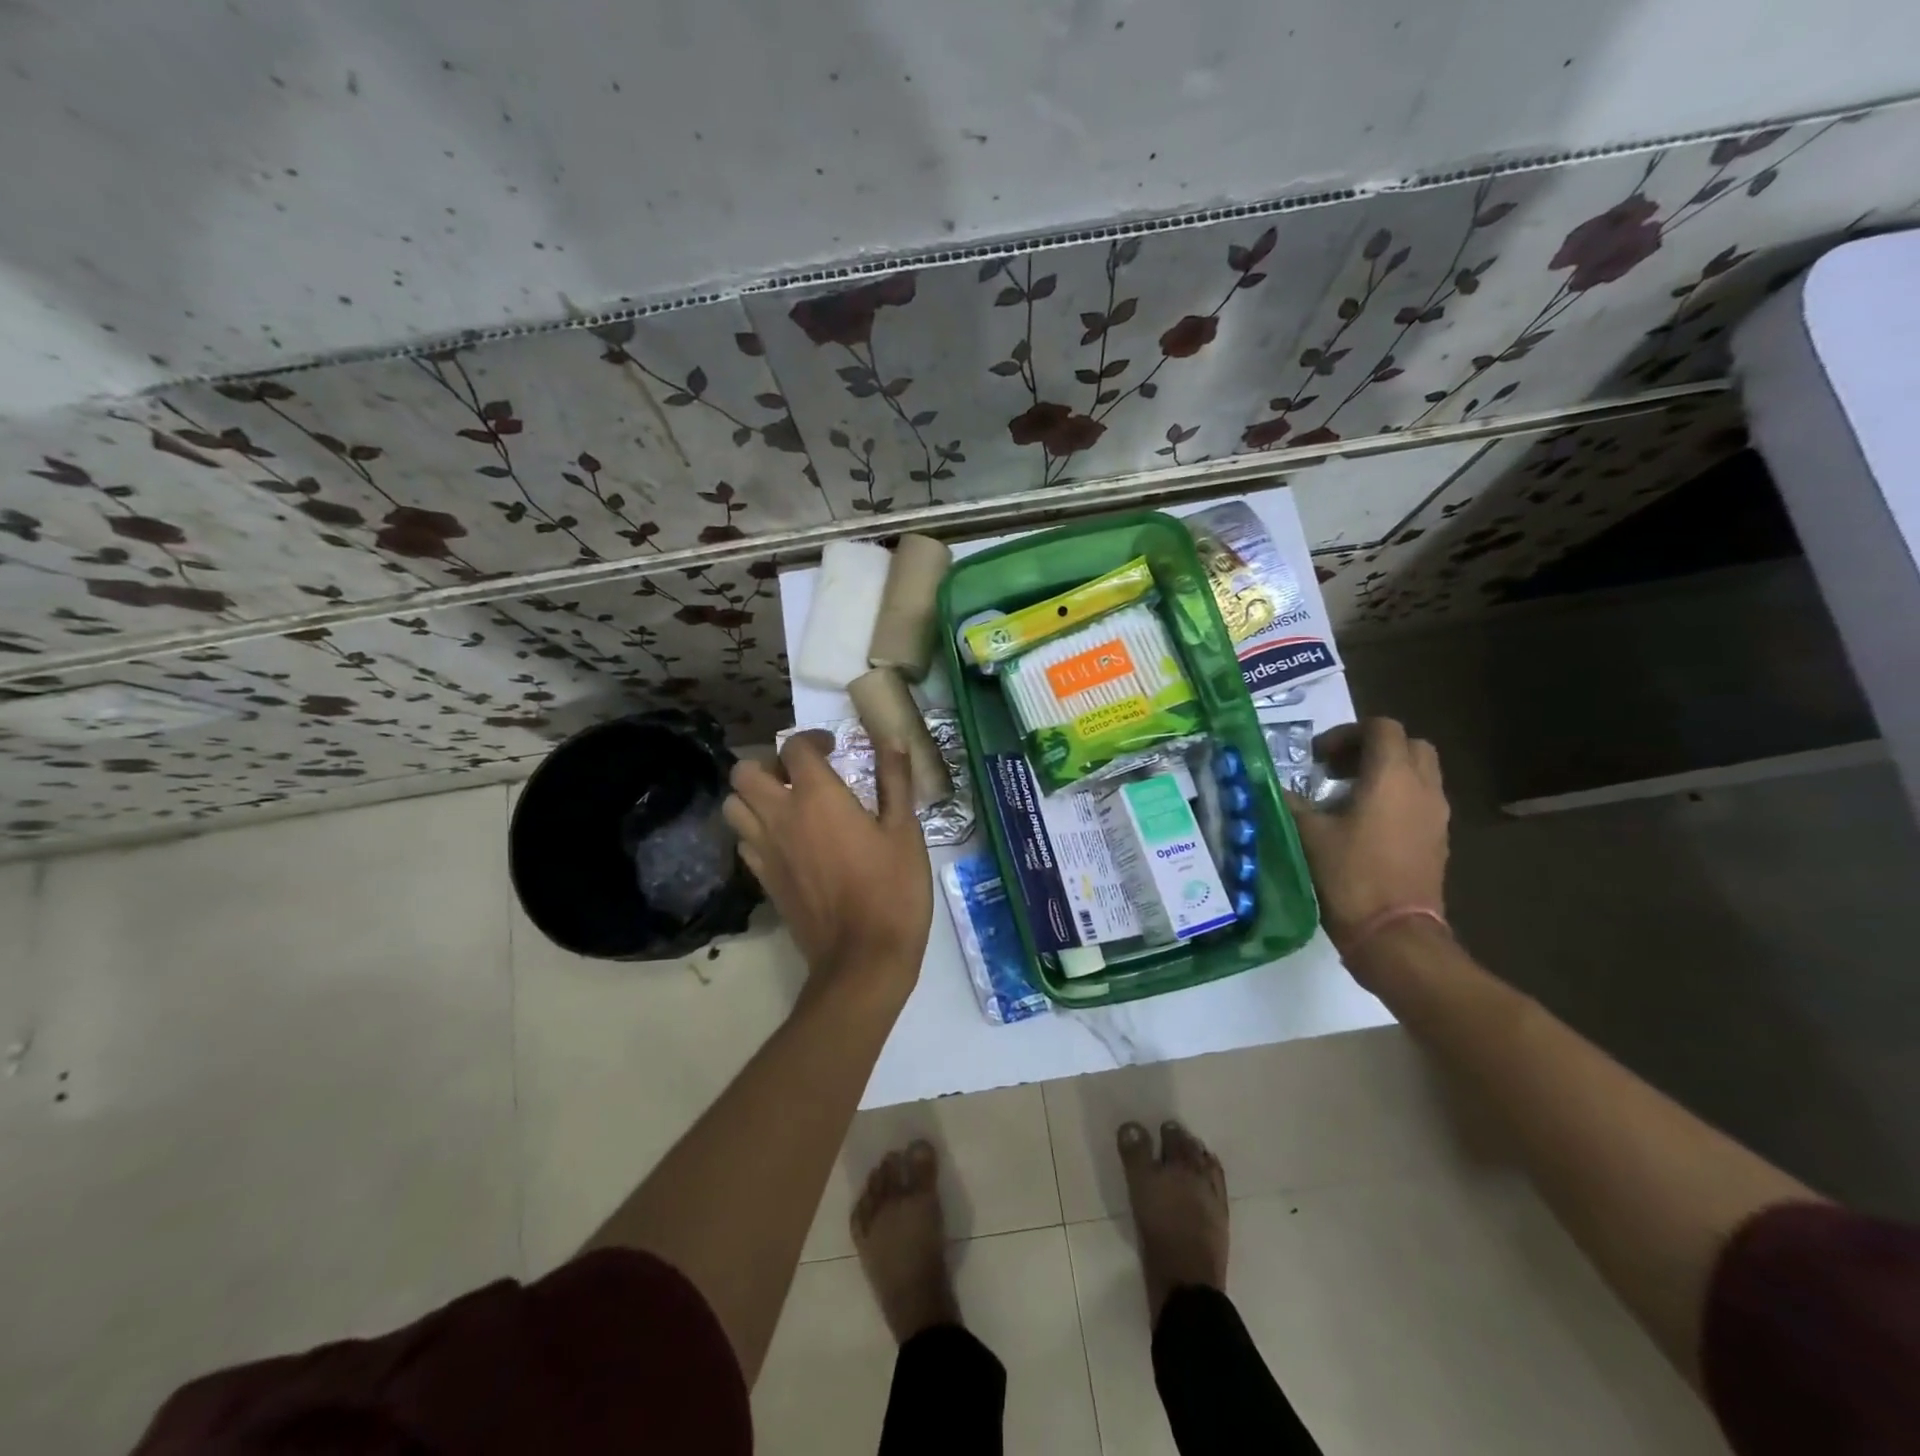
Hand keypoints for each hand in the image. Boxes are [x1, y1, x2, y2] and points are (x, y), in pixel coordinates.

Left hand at [724, 731, 931, 1000]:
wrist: (863, 958)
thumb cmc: (892, 890)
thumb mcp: (904, 831)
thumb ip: (895, 780)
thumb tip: (890, 739)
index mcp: (817, 797)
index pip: (795, 748)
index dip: (812, 739)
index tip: (832, 748)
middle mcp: (780, 816)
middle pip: (745, 771)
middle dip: (769, 763)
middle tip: (799, 775)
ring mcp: (765, 850)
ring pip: (733, 806)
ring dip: (753, 796)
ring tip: (785, 803)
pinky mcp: (763, 879)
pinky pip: (743, 841)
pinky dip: (755, 830)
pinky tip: (785, 840)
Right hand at [1285, 718, 1448, 951]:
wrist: (1394, 934)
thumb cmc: (1349, 875)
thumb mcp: (1307, 833)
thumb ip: (1290, 800)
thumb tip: (1271, 785)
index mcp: (1391, 776)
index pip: (1381, 727)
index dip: (1346, 733)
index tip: (1317, 758)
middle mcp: (1422, 787)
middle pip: (1408, 745)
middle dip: (1372, 748)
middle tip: (1336, 770)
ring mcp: (1436, 815)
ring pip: (1419, 772)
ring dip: (1386, 773)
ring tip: (1347, 797)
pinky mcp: (1438, 839)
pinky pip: (1421, 801)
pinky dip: (1396, 798)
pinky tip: (1364, 825)